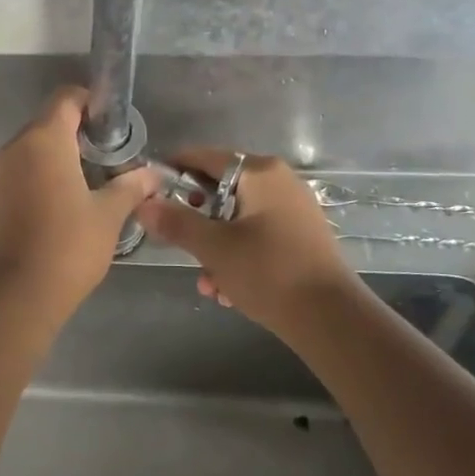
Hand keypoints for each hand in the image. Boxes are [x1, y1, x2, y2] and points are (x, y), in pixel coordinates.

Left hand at [0, 87, 160, 313]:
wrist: (13, 295)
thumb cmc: (67, 246)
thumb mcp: (108, 215)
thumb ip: (131, 187)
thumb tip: (154, 174)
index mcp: (45, 139)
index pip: (67, 98)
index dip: (92, 103)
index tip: (114, 126)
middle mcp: (15, 147)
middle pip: (49, 122)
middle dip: (79, 134)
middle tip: (108, 159)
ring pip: (32, 149)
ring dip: (59, 158)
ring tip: (89, 185)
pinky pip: (19, 173)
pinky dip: (40, 178)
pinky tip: (61, 207)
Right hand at [135, 150, 362, 333]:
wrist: (331, 318)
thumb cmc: (268, 272)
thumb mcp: (214, 247)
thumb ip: (176, 222)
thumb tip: (143, 204)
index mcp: (260, 172)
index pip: (205, 157)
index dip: (174, 170)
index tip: (149, 190)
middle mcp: (279, 182)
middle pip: (221, 190)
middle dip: (197, 221)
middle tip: (179, 244)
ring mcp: (293, 209)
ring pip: (238, 219)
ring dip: (216, 248)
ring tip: (207, 283)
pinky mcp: (301, 236)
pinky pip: (258, 236)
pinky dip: (239, 256)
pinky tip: (229, 291)